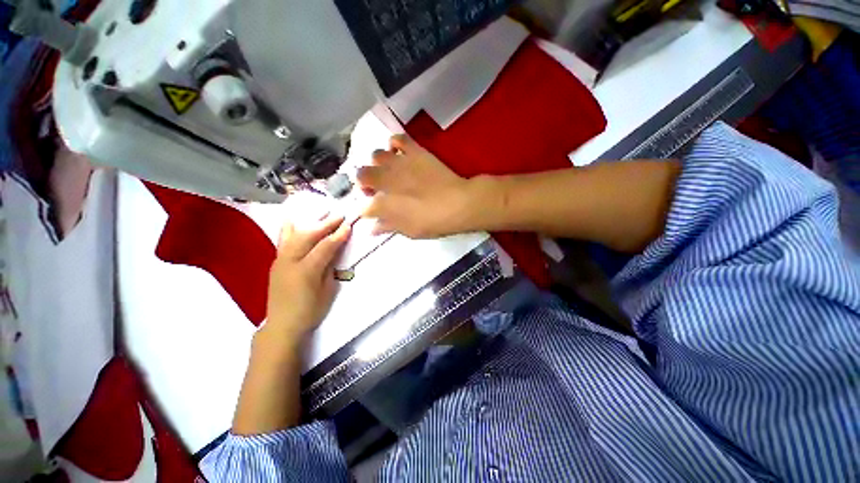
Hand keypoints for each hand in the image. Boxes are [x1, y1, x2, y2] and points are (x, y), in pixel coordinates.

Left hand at [262, 214, 351, 344]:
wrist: (282, 325)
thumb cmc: (309, 311)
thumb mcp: (327, 291)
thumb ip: (330, 269)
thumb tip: (333, 253)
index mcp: (306, 270)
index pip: (325, 246)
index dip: (338, 235)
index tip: (348, 225)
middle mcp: (290, 261)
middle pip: (309, 236)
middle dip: (325, 224)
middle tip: (339, 216)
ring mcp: (280, 260)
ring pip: (294, 235)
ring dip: (309, 223)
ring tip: (319, 213)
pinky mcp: (276, 262)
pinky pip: (283, 241)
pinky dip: (290, 229)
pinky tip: (293, 220)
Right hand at [357, 135, 475, 238]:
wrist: (458, 203)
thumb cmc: (433, 221)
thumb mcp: (410, 231)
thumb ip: (389, 226)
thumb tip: (373, 228)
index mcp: (383, 204)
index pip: (363, 207)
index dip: (366, 211)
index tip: (372, 213)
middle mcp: (385, 179)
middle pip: (361, 175)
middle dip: (364, 183)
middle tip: (377, 190)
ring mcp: (399, 162)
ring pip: (375, 155)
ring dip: (377, 164)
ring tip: (388, 171)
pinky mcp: (414, 151)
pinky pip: (398, 139)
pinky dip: (394, 144)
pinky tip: (399, 153)